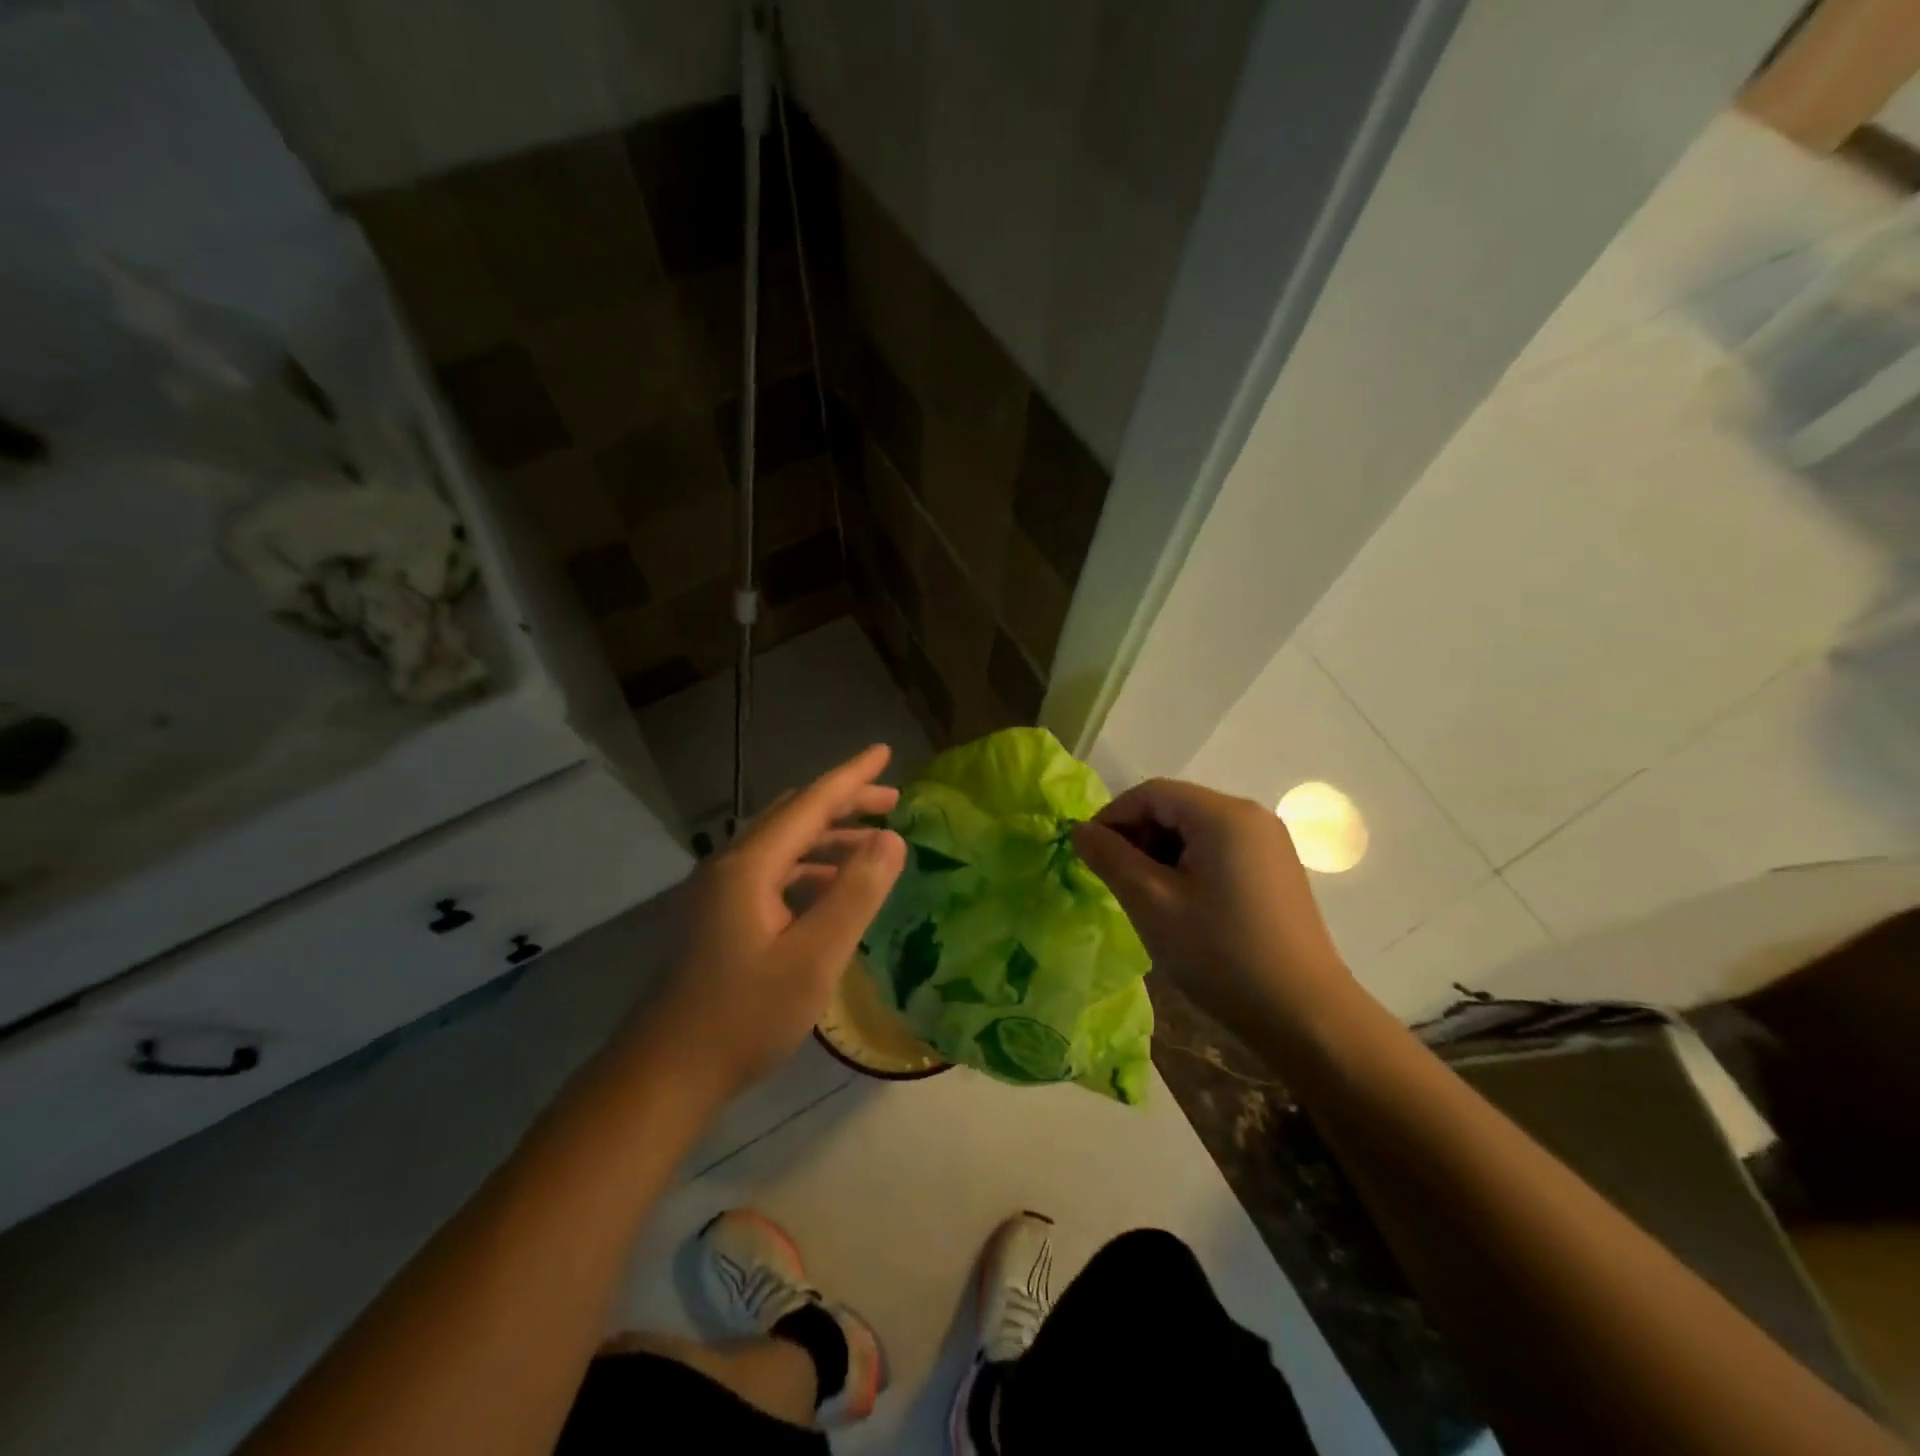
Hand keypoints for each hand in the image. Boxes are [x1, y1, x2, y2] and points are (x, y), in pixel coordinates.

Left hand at [632, 745, 906, 1104]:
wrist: (666, 1073)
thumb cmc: (744, 1016)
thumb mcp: (814, 958)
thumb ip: (855, 895)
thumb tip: (892, 840)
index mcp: (750, 866)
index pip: (810, 804)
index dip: (851, 777)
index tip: (884, 753)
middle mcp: (730, 866)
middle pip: (794, 817)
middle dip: (843, 804)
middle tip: (891, 804)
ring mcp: (719, 891)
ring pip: (782, 845)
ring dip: (827, 838)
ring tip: (872, 847)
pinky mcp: (718, 916)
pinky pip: (772, 873)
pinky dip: (809, 869)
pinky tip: (831, 891)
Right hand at [1072, 778, 1346, 1032]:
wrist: (1304, 1015)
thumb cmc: (1220, 953)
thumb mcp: (1151, 903)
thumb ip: (1110, 858)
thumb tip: (1079, 830)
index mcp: (1223, 815)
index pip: (1152, 793)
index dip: (1113, 817)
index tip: (1088, 854)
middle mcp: (1251, 816)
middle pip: (1176, 807)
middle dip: (1137, 836)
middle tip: (1115, 879)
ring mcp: (1269, 843)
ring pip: (1196, 830)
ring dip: (1160, 853)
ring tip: (1145, 896)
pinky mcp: (1276, 870)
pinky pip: (1219, 850)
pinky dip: (1188, 865)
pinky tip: (1181, 905)